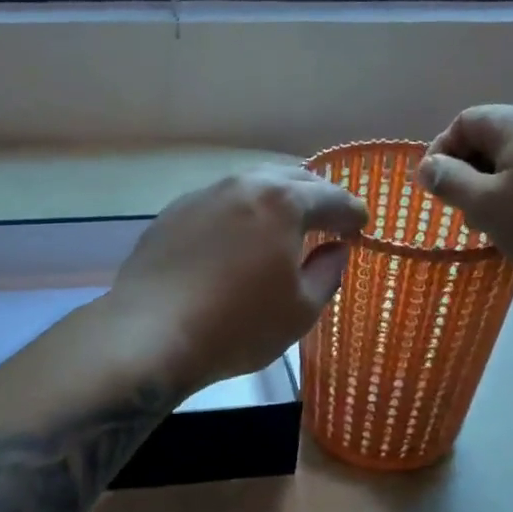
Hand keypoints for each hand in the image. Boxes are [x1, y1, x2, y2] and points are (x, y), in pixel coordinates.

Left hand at [110, 165, 367, 391]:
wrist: (151, 333)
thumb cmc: (238, 326)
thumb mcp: (301, 310)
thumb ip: (327, 272)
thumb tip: (335, 249)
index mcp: (282, 202)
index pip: (332, 198)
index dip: (352, 213)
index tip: (361, 228)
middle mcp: (242, 185)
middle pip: (291, 179)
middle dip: (317, 196)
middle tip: (329, 220)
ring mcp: (202, 196)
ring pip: (250, 185)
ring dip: (275, 200)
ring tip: (284, 224)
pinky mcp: (172, 214)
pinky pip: (219, 204)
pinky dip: (239, 213)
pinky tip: (237, 238)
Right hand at [417, 105, 512, 289]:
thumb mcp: (485, 205)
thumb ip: (450, 182)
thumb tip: (427, 165)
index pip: (464, 122)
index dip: (440, 152)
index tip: (433, 190)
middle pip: (490, 140)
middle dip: (467, 174)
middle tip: (462, 214)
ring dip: (494, 190)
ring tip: (494, 227)